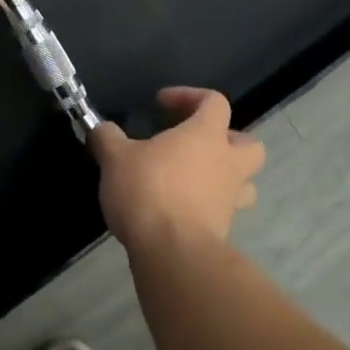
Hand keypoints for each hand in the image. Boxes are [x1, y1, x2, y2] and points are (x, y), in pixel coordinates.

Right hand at [89, 88, 265, 254]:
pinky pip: (225, 212)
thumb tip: (100, 129)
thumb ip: (107, 138)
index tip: (162, 104)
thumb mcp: (116, 158)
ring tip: (196, 180)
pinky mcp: (224, 231)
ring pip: (245, 183)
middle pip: (250, 145)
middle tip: (197, 144)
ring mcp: (230, 200)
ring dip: (227, 177)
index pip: (214, 101)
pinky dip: (209, 208)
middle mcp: (227, 163)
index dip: (190, 96)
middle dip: (229, 140)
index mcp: (206, 135)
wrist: (172, 253)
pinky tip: (182, 210)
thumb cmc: (149, 191)